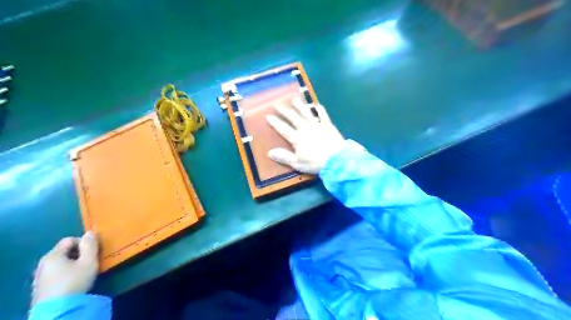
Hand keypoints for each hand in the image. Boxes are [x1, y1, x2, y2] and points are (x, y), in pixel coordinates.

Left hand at [32, 232, 100, 306]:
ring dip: (72, 263)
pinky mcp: (41, 287)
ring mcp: (40, 276)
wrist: (57, 310)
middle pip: (64, 251)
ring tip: (83, 272)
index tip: (93, 252)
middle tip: (90, 261)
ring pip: (60, 262)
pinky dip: (65, 273)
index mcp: (53, 255)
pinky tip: (72, 281)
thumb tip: (90, 232)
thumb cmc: (75, 281)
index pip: (69, 240)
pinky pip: (56, 273)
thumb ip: (90, 245)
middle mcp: (43, 263)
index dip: (83, 242)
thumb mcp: (89, 261)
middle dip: (78, 253)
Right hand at [267, 97, 343, 174]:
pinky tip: (317, 104)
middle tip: (277, 104)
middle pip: (293, 118)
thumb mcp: (297, 163)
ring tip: (293, 99)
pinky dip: (320, 109)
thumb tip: (269, 152)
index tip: (268, 115)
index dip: (275, 122)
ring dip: (299, 106)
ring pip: (306, 113)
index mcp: (297, 138)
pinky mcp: (328, 125)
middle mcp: (305, 128)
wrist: (336, 159)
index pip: (283, 129)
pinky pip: (323, 115)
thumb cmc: (315, 163)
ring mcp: (317, 125)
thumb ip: (284, 157)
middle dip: (284, 111)